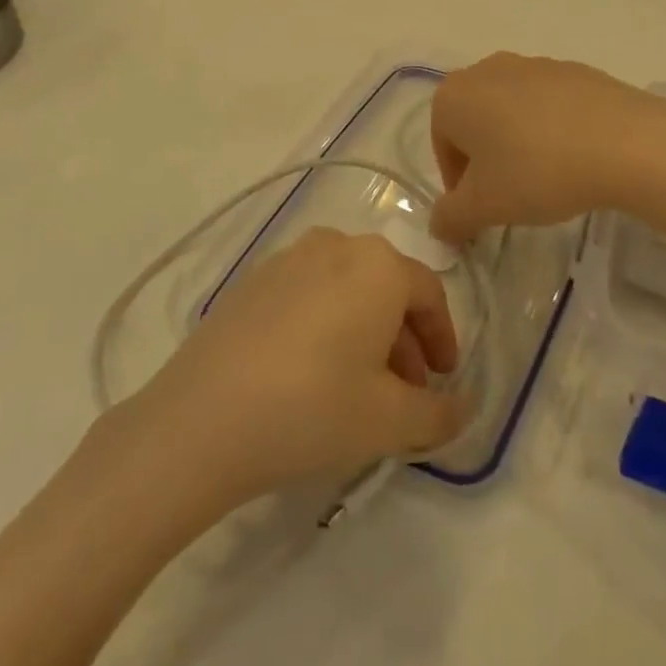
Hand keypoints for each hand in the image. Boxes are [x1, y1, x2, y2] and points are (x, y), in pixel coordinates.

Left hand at [122, 230, 468, 511]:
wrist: (203, 417)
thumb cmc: (313, 407)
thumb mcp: (390, 421)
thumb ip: (438, 413)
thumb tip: (462, 408)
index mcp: (378, 265)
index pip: (429, 294)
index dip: (443, 339)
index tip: (442, 380)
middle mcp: (336, 244)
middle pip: (387, 288)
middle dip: (404, 340)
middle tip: (404, 392)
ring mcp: (288, 258)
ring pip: (346, 289)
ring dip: (365, 331)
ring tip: (358, 387)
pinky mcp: (252, 279)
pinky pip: (308, 293)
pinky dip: (325, 324)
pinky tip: (310, 372)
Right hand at [430, 53, 665, 242]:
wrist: (624, 142)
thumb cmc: (537, 171)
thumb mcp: (484, 207)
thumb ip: (450, 219)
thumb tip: (439, 226)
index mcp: (453, 96)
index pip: (442, 146)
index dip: (458, 184)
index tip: (483, 210)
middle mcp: (486, 70)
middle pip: (474, 124)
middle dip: (486, 160)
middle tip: (511, 196)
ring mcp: (531, 64)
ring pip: (510, 112)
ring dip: (518, 144)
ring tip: (546, 179)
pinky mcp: (572, 69)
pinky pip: (548, 105)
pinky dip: (551, 129)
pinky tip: (574, 158)